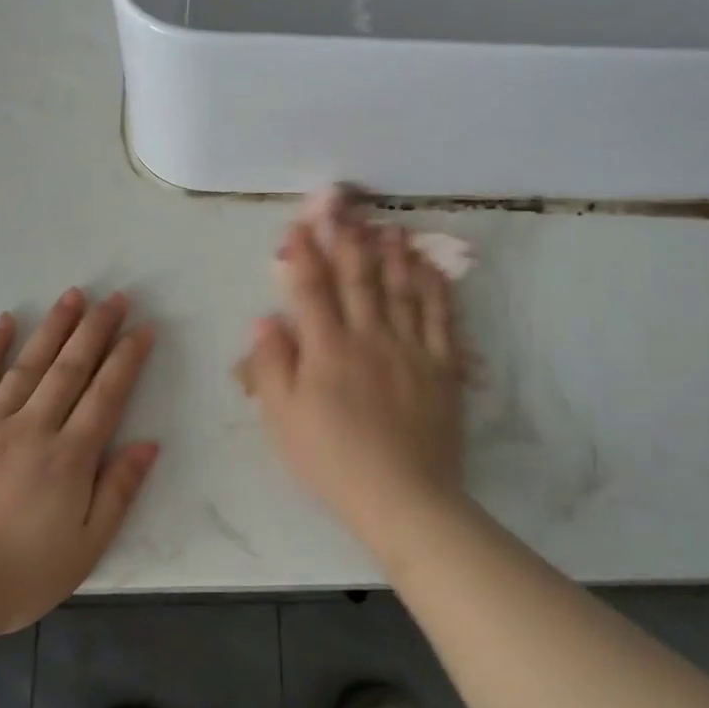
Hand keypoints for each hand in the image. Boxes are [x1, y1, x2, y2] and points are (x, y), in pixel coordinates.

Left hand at [0, 290, 158, 635]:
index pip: (106, 394)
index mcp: (70, 457)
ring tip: (74, 295)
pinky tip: (5, 321)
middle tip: (116, 297)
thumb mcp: (85, 548)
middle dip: (97, 329)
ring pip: (29, 364)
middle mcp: (33, 427)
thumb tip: (148, 443)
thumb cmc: (17, 576)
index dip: (127, 358)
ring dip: (55, 327)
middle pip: (72, 368)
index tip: (142, 327)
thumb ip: (118, 492)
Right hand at [242, 218, 466, 544]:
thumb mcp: (283, 420)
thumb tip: (265, 319)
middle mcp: (370, 336)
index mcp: (328, 349)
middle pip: (359, 278)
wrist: (404, 498)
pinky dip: (437, 289)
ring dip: (395, 255)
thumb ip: (271, 366)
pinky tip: (432, 269)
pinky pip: (442, 318)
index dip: (305, 253)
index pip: (312, 289)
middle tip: (348, 209)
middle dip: (350, 240)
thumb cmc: (333, 461)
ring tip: (391, 228)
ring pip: (402, 289)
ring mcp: (411, 348)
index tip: (300, 224)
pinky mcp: (443, 366)